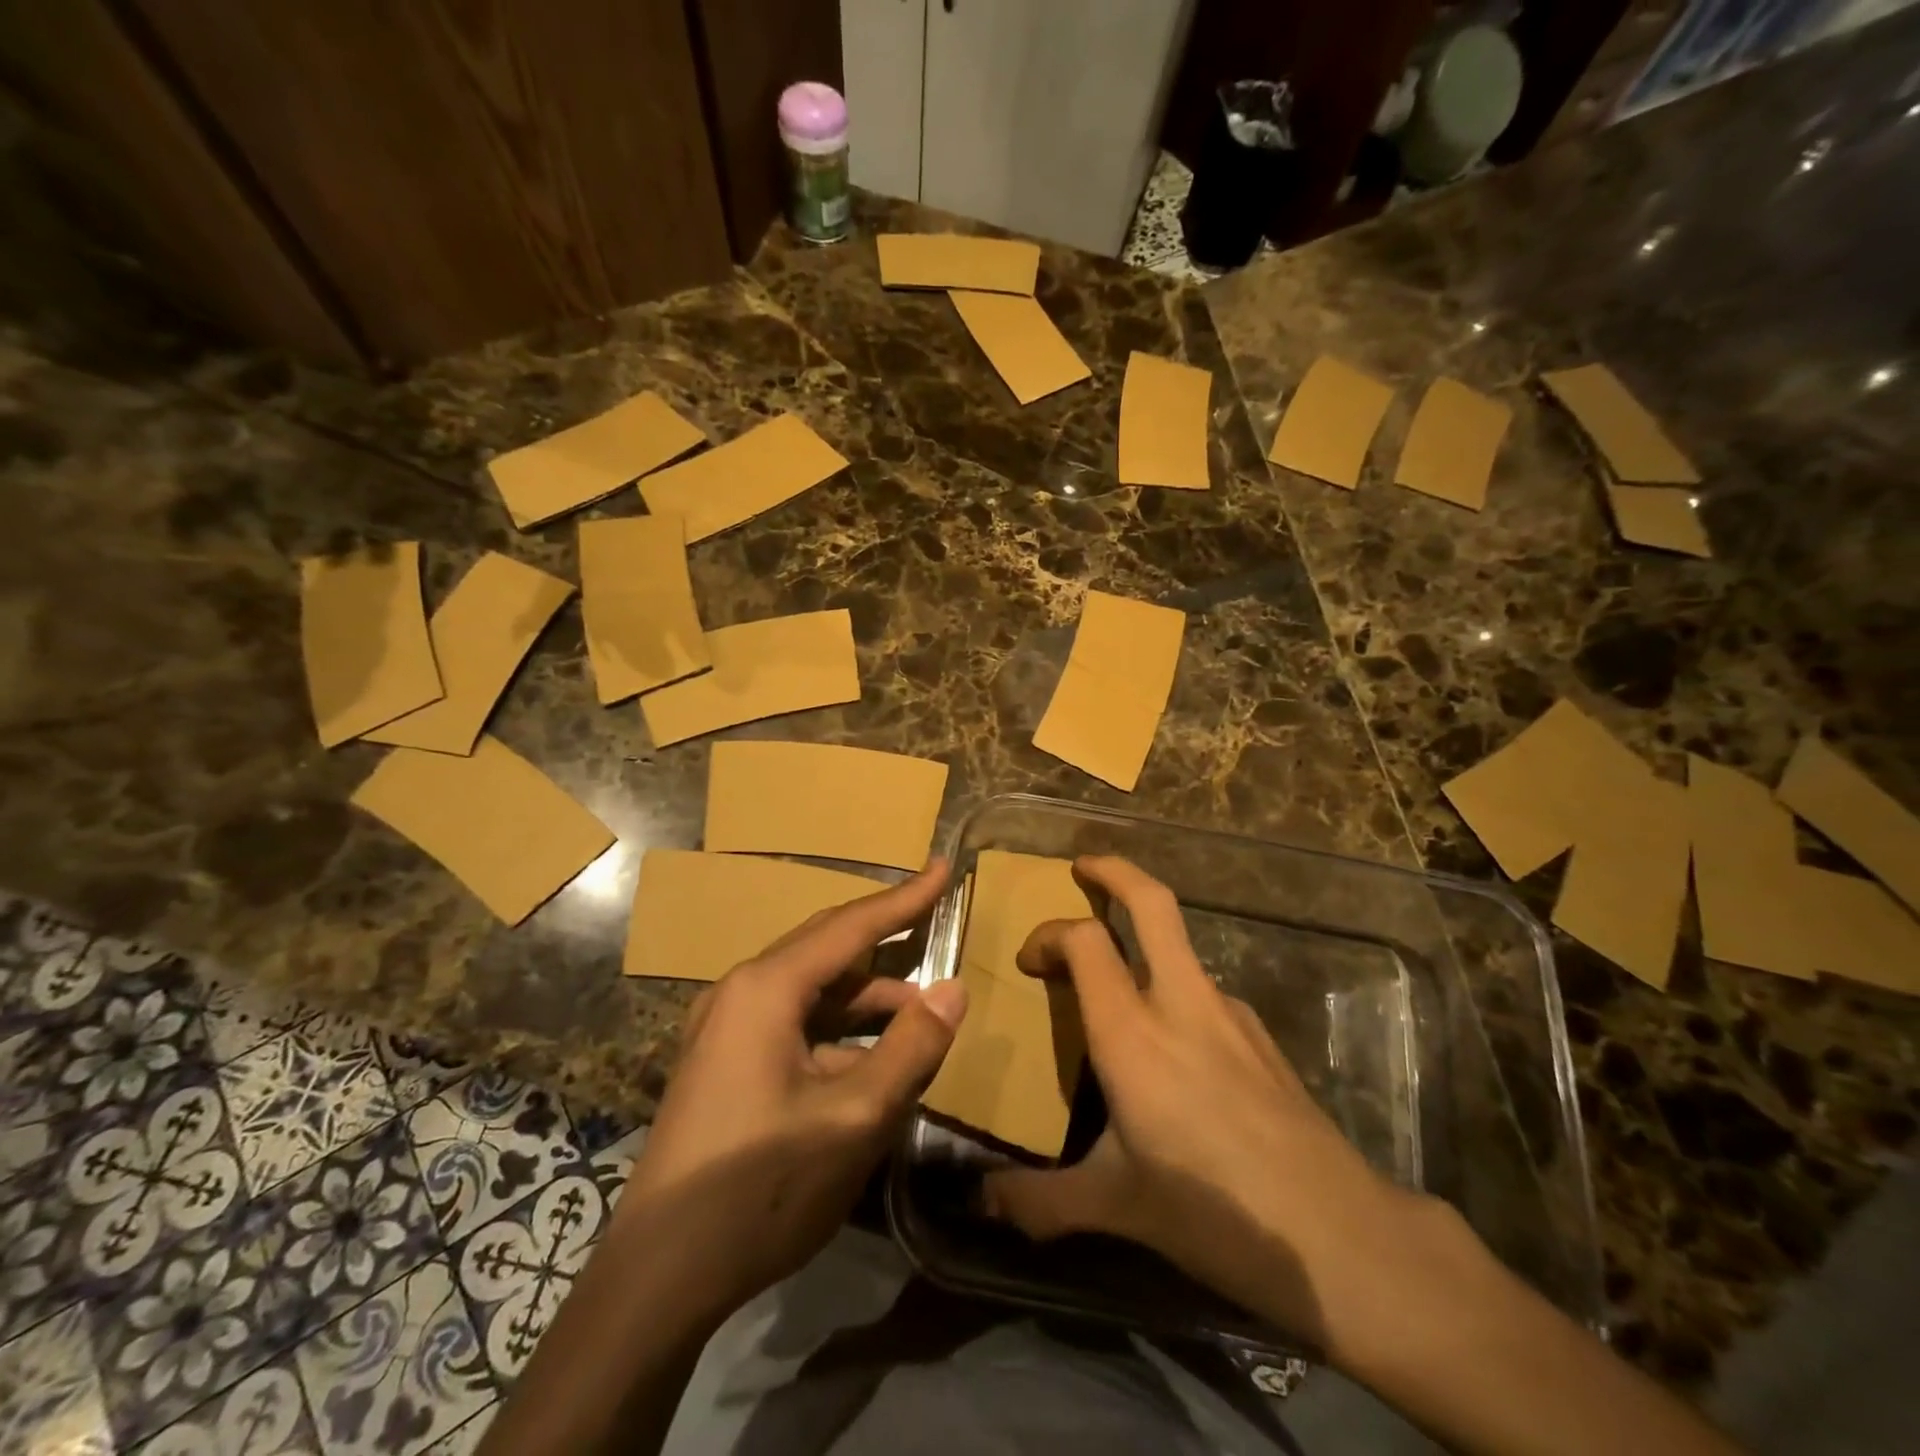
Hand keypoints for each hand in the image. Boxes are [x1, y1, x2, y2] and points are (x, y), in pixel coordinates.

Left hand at [618, 860, 967, 1320]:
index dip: (905, 898)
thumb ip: (910, 1047)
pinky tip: (872, 1062)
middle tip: (935, 921)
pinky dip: (840, 1032)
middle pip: (829, 949)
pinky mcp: (725, 1062)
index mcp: (766, 988)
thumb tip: (953, 989)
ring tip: (920, 1016)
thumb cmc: (760, 1189)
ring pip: (814, 992)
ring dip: (867, 999)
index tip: (944, 867)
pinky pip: (795, 1025)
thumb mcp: (854, 1119)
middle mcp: (742, 991)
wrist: (657, 1278)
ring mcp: (727, 1028)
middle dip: (886, 939)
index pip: (852, 925)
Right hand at [981, 855, 1446, 1363]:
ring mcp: (1230, 1013)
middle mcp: (1181, 1003)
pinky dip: (1176, 990)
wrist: (1338, 1235)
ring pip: (1181, 946)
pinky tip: (1175, 1049)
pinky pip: (1206, 992)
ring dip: (1145, 939)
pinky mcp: (1262, 1037)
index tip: (1030, 961)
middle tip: (1083, 867)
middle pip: (1152, 903)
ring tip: (1119, 983)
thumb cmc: (1212, 1210)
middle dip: (1114, 872)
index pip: (1084, 941)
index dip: (1049, 934)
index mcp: (1132, 1032)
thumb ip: (1042, 1201)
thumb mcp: (1116, 1206)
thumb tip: (987, 1203)